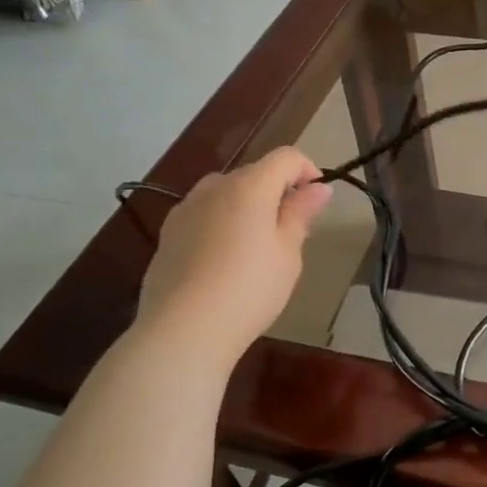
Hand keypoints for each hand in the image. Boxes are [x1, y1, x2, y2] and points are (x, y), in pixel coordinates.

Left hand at [137, 147, 332, 359]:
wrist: (183, 329)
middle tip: (290, 233)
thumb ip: (300, 214)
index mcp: (249, 186)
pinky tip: (223, 261)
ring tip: (255, 247)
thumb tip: (319, 188)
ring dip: (246, 207)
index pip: (286, 157)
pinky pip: (202, 215)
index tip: (317, 201)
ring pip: (225, 193)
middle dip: (277, 192)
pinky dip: (220, 224)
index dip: (308, 171)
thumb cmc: (249, 289)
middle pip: (254, 173)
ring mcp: (185, 209)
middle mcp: (214, 188)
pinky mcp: (167, 234)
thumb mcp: (287, 253)